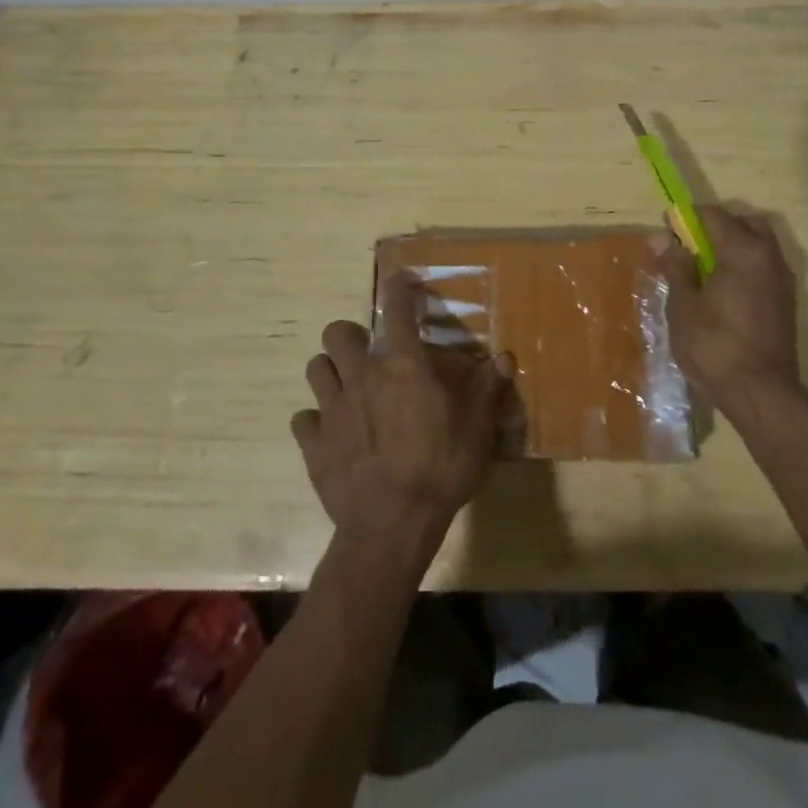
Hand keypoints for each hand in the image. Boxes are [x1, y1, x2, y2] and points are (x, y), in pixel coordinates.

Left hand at [292, 272, 507, 558]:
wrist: (391, 526)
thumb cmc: (441, 470)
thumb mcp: (477, 430)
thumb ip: (487, 389)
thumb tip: (504, 358)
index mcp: (403, 366)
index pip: (396, 309)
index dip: (398, 288)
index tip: (401, 281)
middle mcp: (362, 376)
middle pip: (336, 332)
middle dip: (349, 336)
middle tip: (367, 355)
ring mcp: (332, 408)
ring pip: (315, 368)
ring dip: (330, 372)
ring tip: (347, 389)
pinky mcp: (313, 442)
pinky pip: (303, 418)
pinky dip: (315, 421)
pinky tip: (332, 434)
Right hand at [658, 205, 801, 423]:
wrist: (760, 394)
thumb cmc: (714, 345)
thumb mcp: (683, 305)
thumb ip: (676, 267)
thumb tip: (662, 238)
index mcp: (744, 251)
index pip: (714, 215)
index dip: (687, 218)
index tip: (667, 230)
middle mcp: (770, 258)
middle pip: (746, 224)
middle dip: (718, 228)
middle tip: (691, 249)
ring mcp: (783, 281)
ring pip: (759, 247)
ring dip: (734, 249)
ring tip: (704, 273)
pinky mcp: (786, 304)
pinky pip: (764, 270)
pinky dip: (745, 269)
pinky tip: (723, 294)